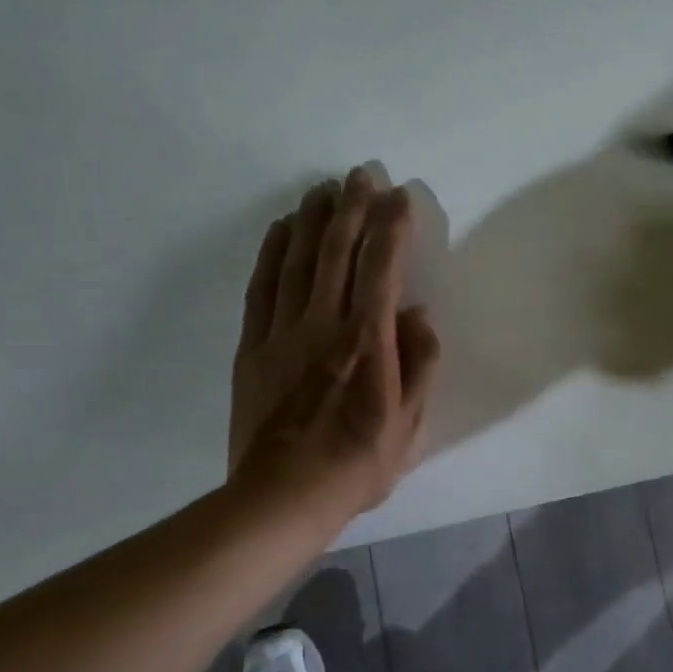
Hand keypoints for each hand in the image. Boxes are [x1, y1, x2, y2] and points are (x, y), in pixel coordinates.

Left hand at [228, 168, 441, 535]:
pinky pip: (261, 287)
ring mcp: (282, 333)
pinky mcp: (253, 346)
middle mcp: (324, 325)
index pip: (381, 269)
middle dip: (352, 208)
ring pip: (297, 261)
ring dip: (312, 220)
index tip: (401, 197)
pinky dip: (271, 252)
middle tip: (361, 175)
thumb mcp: (410, 424)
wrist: (283, 496)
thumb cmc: (358, 463)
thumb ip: (420, 365)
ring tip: (324, 189)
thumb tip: (417, 316)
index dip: (392, 228)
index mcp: (367, 343)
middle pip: (336, 252)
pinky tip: (280, 229)